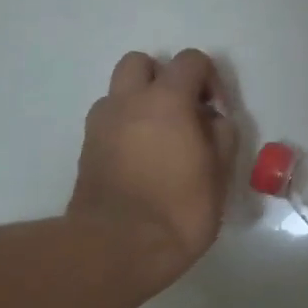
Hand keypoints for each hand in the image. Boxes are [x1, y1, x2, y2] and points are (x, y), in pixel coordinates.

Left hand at [67, 49, 238, 294]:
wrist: (117, 247)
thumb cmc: (178, 211)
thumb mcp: (219, 175)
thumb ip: (221, 136)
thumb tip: (213, 119)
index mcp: (166, 100)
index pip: (190, 60)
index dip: (209, 79)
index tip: (217, 111)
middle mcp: (128, 101)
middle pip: (142, 63)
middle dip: (164, 78)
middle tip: (182, 113)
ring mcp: (101, 123)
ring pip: (119, 91)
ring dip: (140, 102)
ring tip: (159, 138)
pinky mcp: (86, 148)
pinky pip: (108, 120)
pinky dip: (125, 126)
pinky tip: (140, 159)